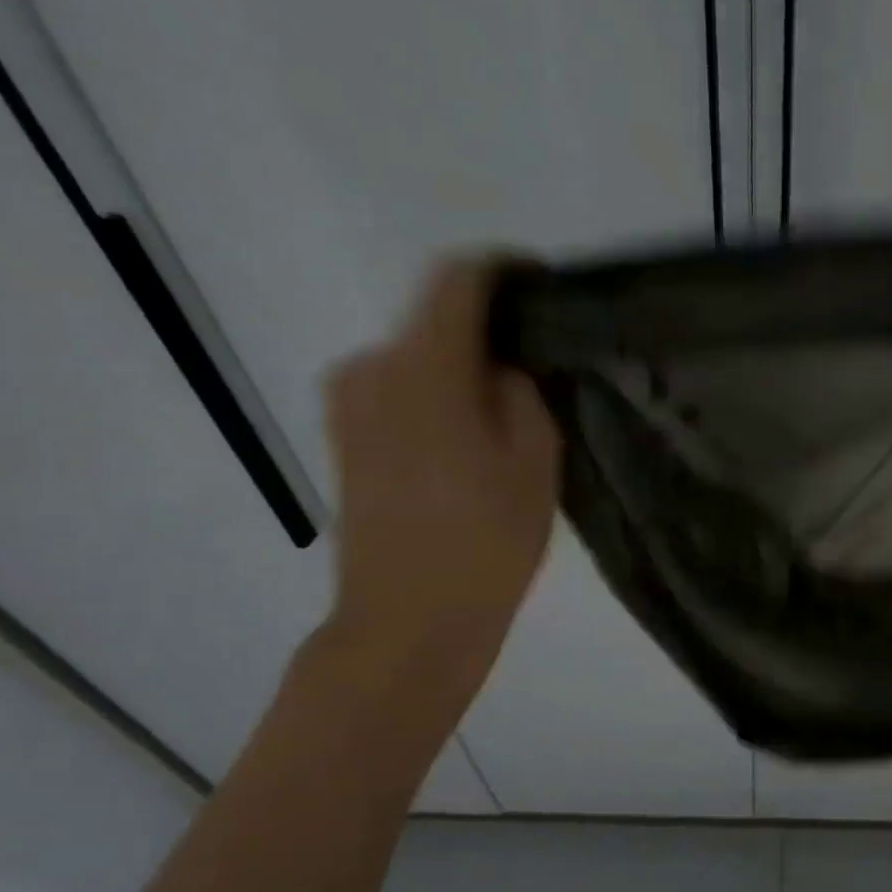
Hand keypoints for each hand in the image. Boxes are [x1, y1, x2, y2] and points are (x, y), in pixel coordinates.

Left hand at [326, 260, 560, 666]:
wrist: (408, 621)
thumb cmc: (486, 541)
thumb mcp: (535, 460)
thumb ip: (521, 392)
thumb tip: (502, 366)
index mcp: (425, 368)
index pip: (458, 280)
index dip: (504, 270)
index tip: (546, 284)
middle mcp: (372, 368)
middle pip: (436, 317)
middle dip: (490, 327)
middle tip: (543, 362)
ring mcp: (350, 403)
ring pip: (419, 355)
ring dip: (464, 365)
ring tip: (512, 407)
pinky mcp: (346, 436)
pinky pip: (400, 386)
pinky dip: (439, 390)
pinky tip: (474, 433)